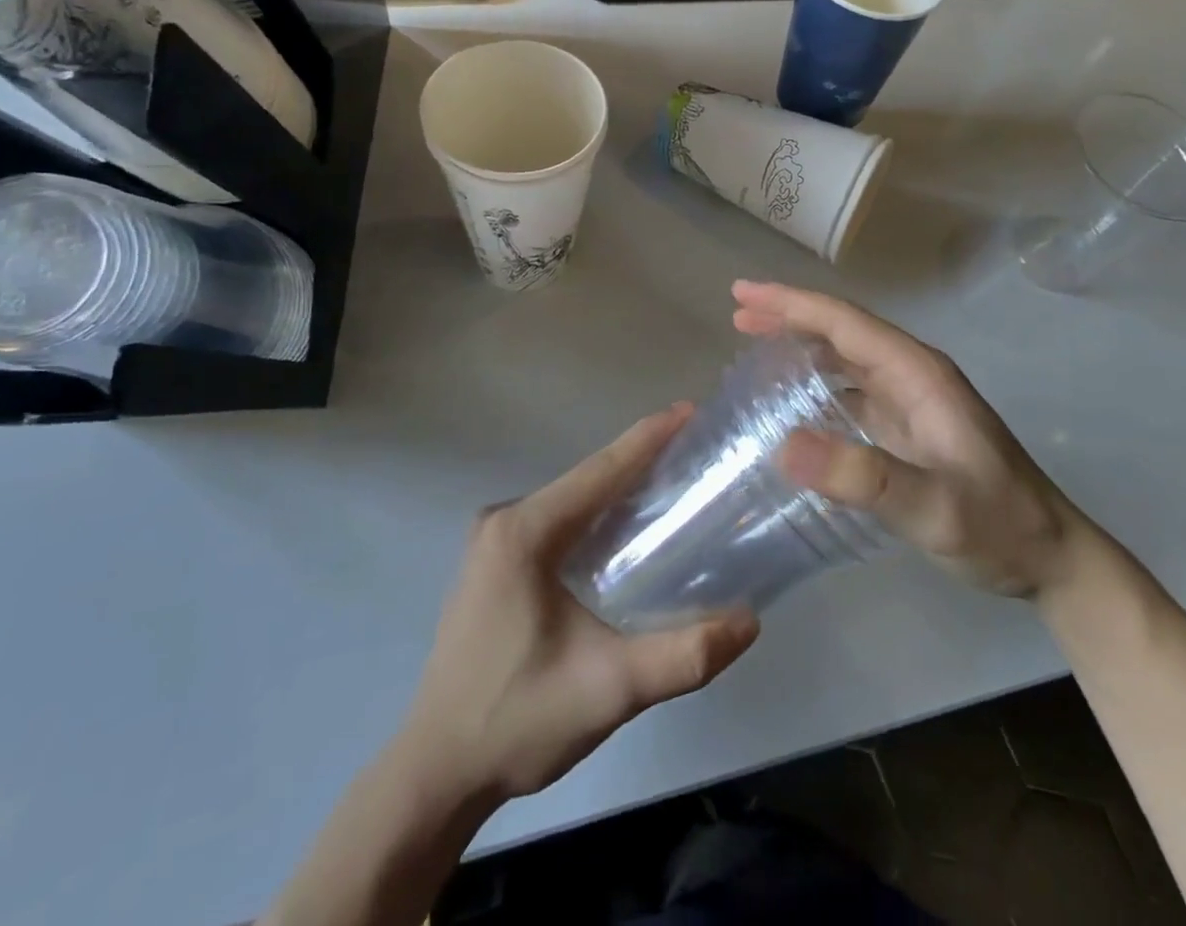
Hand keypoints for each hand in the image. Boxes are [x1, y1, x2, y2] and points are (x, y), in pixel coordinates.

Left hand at [399, 405, 759, 804]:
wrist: (434, 775)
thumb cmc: (516, 721)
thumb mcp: (609, 690)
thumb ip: (683, 656)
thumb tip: (750, 622)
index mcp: (523, 532)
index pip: (600, 470)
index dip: (649, 438)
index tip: (692, 411)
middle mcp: (503, 521)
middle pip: (587, 480)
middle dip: (642, 462)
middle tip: (697, 452)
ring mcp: (492, 542)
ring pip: (572, 500)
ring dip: (620, 491)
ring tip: (675, 484)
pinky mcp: (493, 564)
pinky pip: (556, 522)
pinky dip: (596, 517)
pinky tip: (627, 531)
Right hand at [734, 280, 1086, 599]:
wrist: (1053, 559)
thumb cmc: (998, 526)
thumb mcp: (933, 507)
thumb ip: (864, 478)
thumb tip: (783, 445)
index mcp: (918, 374)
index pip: (845, 323)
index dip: (792, 303)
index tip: (743, 294)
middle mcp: (913, 376)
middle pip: (842, 331)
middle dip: (789, 316)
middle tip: (738, 313)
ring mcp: (912, 402)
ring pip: (846, 358)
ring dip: (802, 345)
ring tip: (754, 344)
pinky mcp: (910, 428)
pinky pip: (853, 390)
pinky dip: (818, 383)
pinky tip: (795, 402)